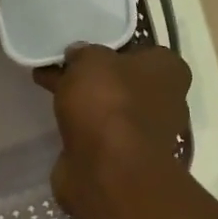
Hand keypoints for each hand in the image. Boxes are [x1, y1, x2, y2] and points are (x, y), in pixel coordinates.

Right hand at [34, 44, 190, 214]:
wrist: (109, 170)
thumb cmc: (109, 102)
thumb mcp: (90, 60)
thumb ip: (84, 53)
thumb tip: (79, 56)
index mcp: (169, 70)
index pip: (144, 51)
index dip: (114, 48)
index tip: (86, 48)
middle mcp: (166, 101)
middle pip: (125, 81)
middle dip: (95, 76)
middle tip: (61, 65)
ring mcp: (146, 133)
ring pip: (111, 108)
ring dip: (86, 101)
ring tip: (48, 87)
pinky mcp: (124, 158)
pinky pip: (99, 132)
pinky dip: (80, 126)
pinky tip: (55, 118)